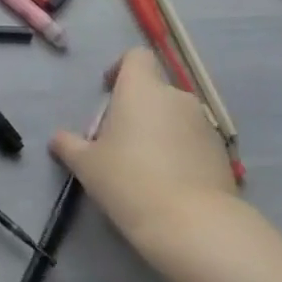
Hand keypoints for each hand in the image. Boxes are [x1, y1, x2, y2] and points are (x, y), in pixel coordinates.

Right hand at [50, 47, 239, 269]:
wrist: (193, 225)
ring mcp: (204, 125)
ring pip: (175, 116)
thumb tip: (58, 139)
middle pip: (154, 89)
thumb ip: (69, 145)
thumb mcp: (86, 164)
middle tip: (119, 140)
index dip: (121, 69)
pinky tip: (169, 184)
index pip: (136, 57)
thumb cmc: (129, 181)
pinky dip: (180, 152)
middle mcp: (176, 97)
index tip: (108, 93)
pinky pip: (193, 141)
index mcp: (142, 89)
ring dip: (160, 130)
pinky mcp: (222, 153)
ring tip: (145, 165)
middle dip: (137, 107)